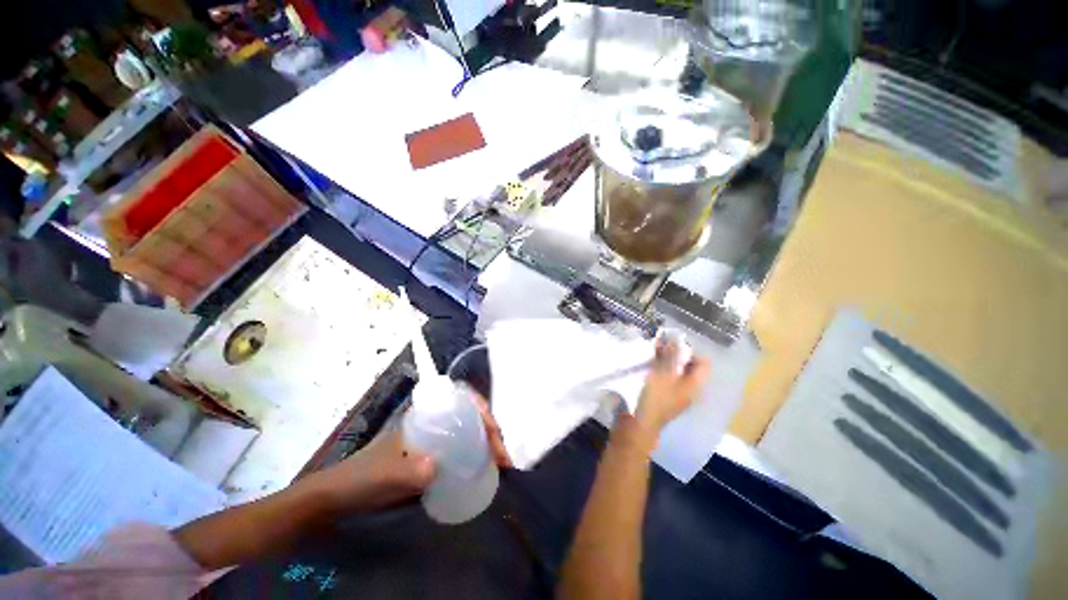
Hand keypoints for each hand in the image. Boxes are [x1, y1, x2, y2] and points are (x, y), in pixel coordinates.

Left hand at [307, 391, 511, 513]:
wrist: (339, 499)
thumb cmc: (361, 478)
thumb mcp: (384, 474)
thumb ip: (407, 472)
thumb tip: (436, 468)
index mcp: (425, 414)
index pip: (462, 399)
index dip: (482, 409)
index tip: (494, 432)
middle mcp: (434, 421)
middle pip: (472, 416)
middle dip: (492, 430)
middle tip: (503, 457)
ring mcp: (435, 439)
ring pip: (471, 432)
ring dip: (489, 444)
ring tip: (501, 465)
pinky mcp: (434, 458)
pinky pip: (464, 451)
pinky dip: (479, 458)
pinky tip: (485, 471)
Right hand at [635, 337, 710, 434]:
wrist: (638, 425)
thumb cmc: (654, 398)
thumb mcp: (662, 373)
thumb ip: (669, 355)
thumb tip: (674, 339)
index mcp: (695, 385)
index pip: (703, 363)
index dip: (690, 350)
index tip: (673, 343)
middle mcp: (690, 391)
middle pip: (689, 367)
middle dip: (676, 354)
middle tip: (660, 346)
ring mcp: (676, 396)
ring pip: (676, 373)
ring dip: (666, 362)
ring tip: (652, 354)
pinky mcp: (663, 399)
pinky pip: (666, 380)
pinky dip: (659, 371)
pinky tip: (647, 367)